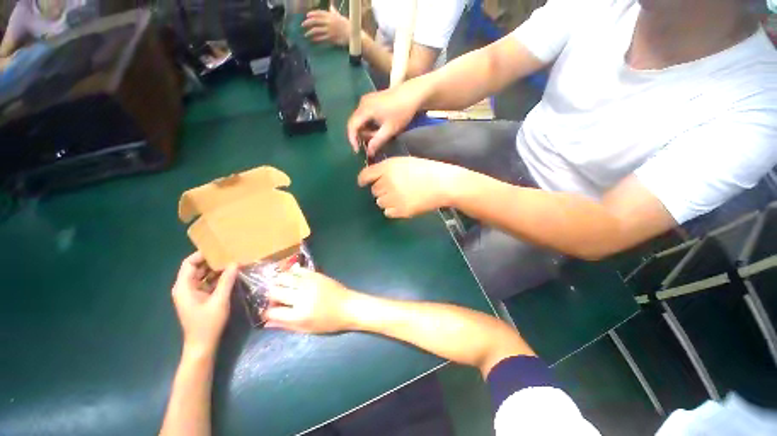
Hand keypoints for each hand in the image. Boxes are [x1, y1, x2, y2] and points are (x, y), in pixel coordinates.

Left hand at [171, 252, 237, 354]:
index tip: (219, 249)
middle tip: (229, 254)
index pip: (189, 264)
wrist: (202, 345)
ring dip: (216, 269)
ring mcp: (191, 294)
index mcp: (184, 287)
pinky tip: (230, 275)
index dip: (202, 254)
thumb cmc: (208, 323)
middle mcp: (185, 288)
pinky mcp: (198, 298)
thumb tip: (235, 263)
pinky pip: (206, 283)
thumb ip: (227, 280)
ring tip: (232, 262)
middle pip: (196, 268)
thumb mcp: (220, 300)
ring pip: (202, 275)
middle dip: (212, 261)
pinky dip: (217, 278)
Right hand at [263, 269, 357, 333]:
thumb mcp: (307, 329)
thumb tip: (267, 322)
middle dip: (271, 296)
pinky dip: (291, 272)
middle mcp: (302, 297)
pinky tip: (292, 277)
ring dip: (279, 282)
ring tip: (281, 286)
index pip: (272, 311)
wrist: (349, 306)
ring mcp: (309, 283)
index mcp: (299, 315)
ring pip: (284, 277)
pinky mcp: (316, 275)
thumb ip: (286, 325)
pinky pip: (298, 270)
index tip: (268, 311)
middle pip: (275, 292)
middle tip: (275, 299)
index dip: (266, 312)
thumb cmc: (329, 322)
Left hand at [302, 5, 349, 46]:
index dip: (312, 14)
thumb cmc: (347, 25)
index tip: (307, 16)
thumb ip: (334, 11)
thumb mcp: (339, 16)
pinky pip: (322, 38)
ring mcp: (330, 30)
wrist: (352, 34)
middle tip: (303, 24)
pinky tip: (313, 39)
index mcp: (330, 16)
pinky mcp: (331, 38)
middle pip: (316, 21)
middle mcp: (329, 22)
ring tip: (306, 34)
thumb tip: (331, 6)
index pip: (319, 13)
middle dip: (308, 23)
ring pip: (317, 30)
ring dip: (310, 32)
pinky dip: (316, 39)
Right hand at [347, 83, 425, 155]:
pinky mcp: (371, 100)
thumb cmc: (401, 112)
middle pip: (355, 123)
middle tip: (373, 143)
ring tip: (379, 135)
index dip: (352, 140)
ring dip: (366, 130)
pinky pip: (365, 115)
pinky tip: (378, 128)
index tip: (358, 151)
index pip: (352, 126)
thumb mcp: (389, 130)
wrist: (412, 94)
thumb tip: (368, 153)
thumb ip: (377, 142)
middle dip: (362, 136)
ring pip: (360, 120)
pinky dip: (369, 124)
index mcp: (365, 109)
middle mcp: (362, 103)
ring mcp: (366, 100)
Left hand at [357, 156, 464, 217]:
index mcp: (388, 167)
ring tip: (400, 197)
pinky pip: (387, 212)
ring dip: (386, 200)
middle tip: (394, 188)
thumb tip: (376, 177)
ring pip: (379, 202)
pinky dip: (393, 210)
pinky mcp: (400, 211)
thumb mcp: (405, 162)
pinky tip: (403, 205)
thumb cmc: (426, 170)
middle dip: (381, 189)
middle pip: (374, 190)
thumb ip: (388, 169)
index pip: (366, 175)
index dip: (363, 180)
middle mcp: (386, 182)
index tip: (362, 183)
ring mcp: (393, 198)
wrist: (443, 184)